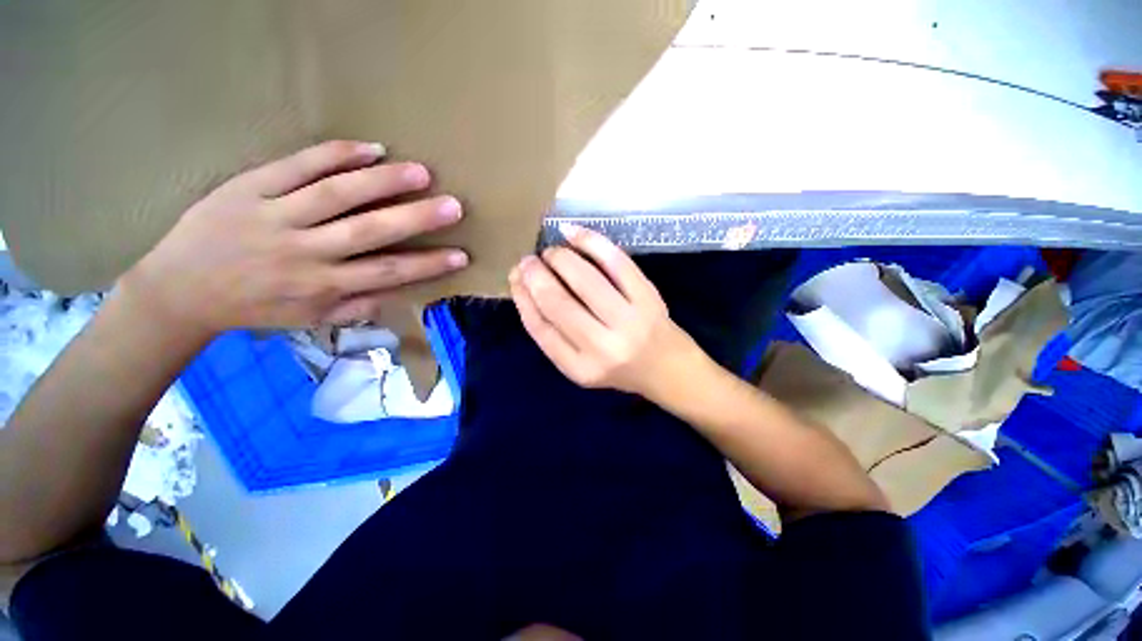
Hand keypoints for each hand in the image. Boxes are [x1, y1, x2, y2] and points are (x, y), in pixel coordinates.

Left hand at [125, 140, 467, 336]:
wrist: (179, 290)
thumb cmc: (254, 308)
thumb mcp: (309, 320)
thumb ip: (357, 307)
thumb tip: (398, 292)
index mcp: (322, 286)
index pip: (388, 273)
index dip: (429, 264)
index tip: (462, 255)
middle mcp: (305, 252)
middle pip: (370, 232)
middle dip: (416, 219)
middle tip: (453, 206)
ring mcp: (274, 216)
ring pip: (336, 194)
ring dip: (383, 182)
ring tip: (421, 172)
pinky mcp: (248, 187)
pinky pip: (295, 166)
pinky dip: (334, 155)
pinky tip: (369, 148)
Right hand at [508, 224, 702, 400]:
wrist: (668, 369)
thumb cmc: (619, 368)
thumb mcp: (580, 365)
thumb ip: (554, 336)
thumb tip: (527, 290)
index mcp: (580, 368)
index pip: (541, 328)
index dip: (522, 298)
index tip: (515, 278)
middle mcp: (603, 348)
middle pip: (558, 303)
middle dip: (536, 275)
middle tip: (528, 260)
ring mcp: (628, 321)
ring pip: (584, 280)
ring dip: (560, 258)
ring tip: (551, 252)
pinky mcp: (648, 298)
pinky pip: (616, 262)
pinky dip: (591, 241)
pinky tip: (572, 233)